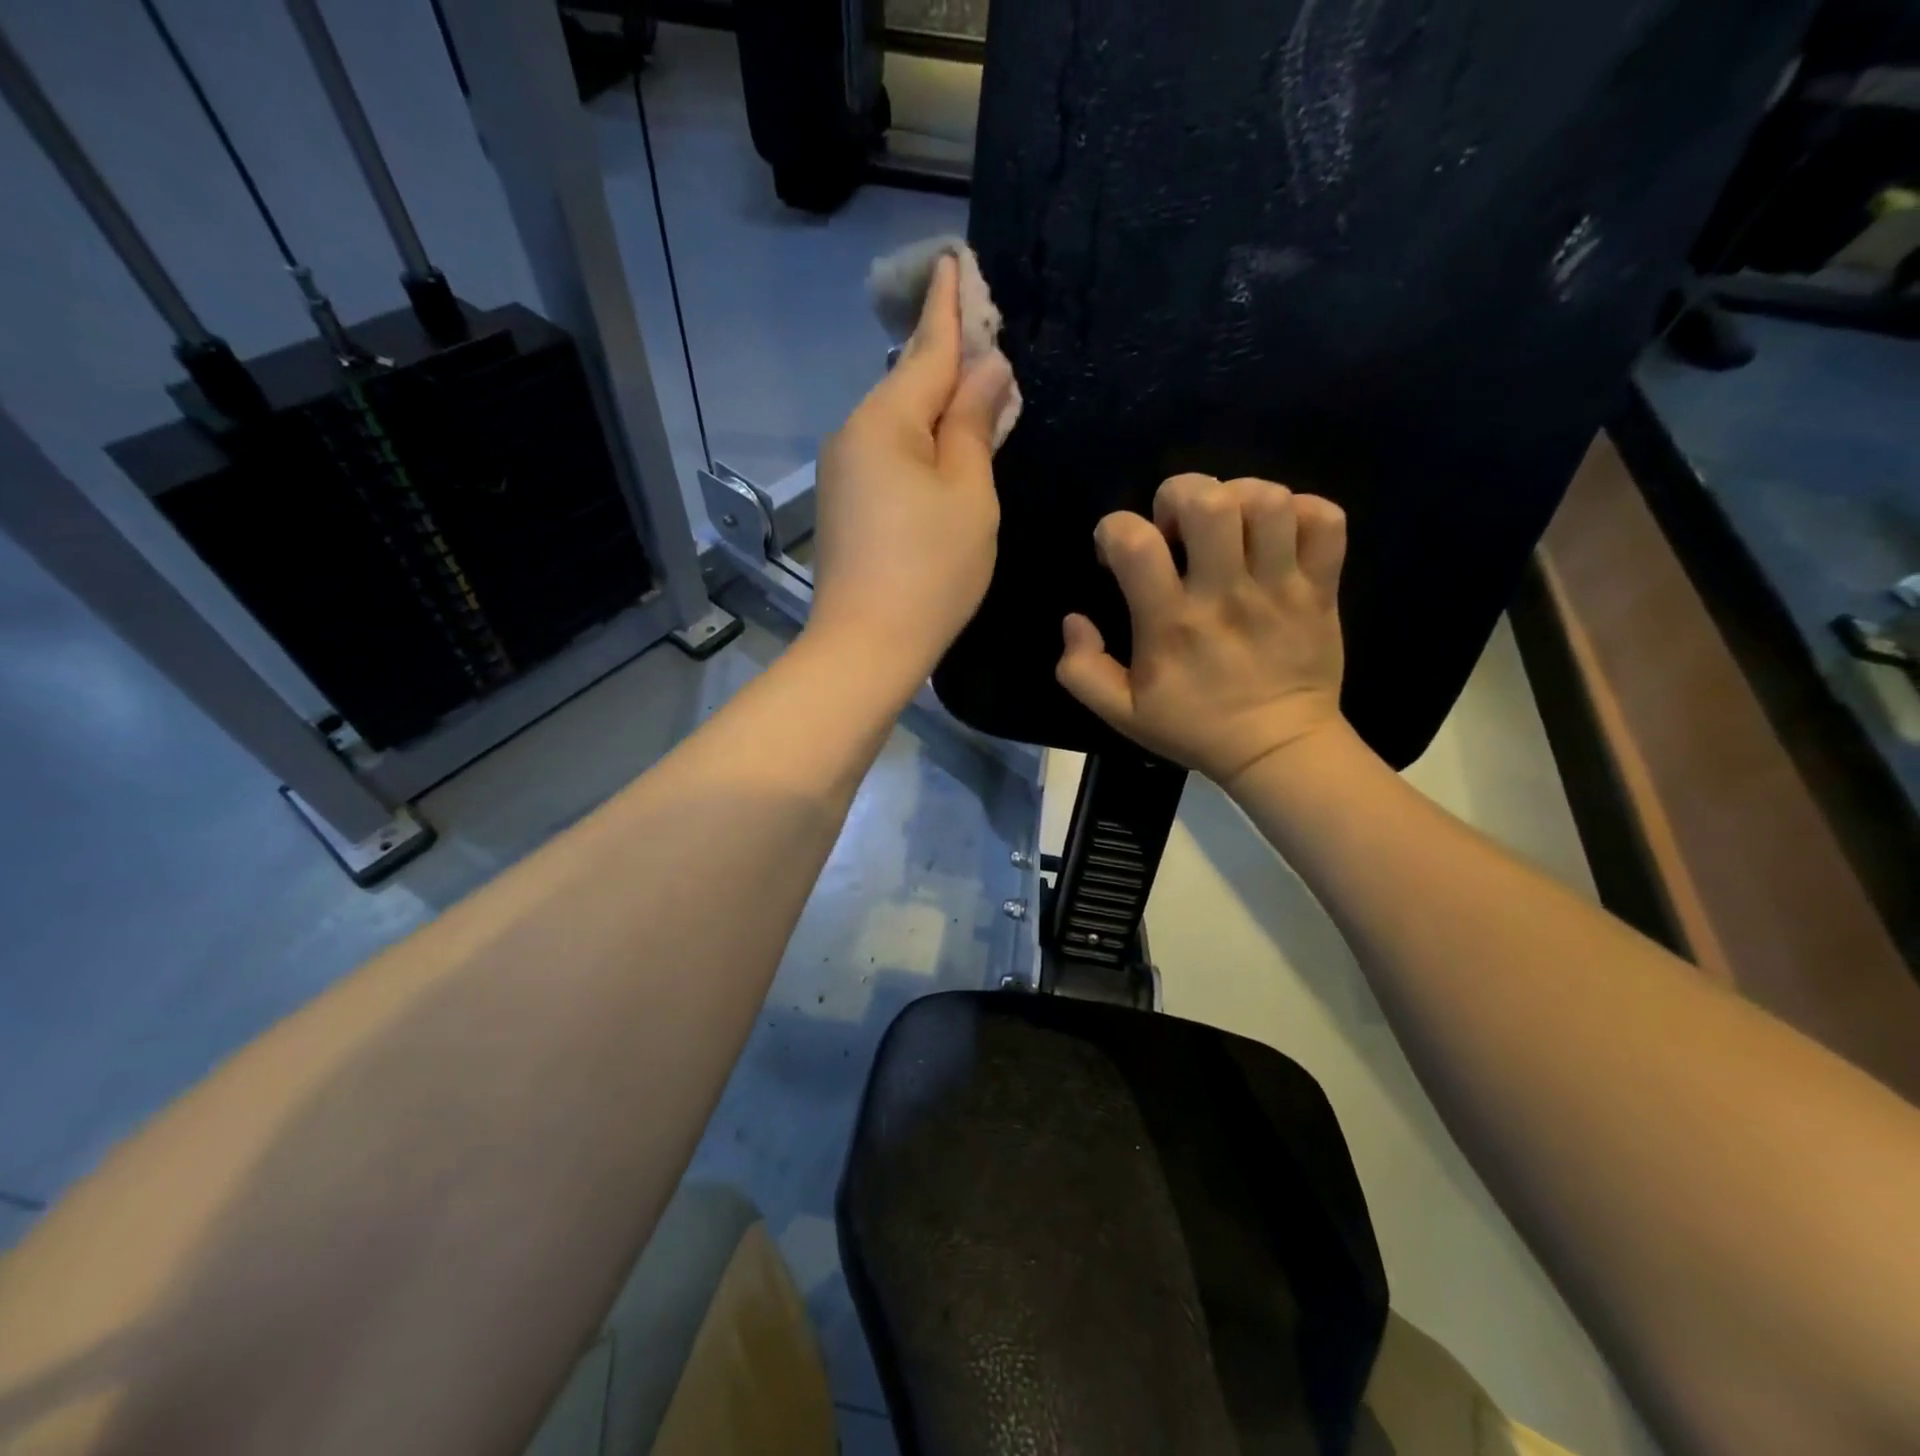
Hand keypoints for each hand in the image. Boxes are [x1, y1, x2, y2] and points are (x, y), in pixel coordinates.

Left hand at [811, 255, 1014, 684]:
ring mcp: (843, 472)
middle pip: (909, 384)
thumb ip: (974, 425)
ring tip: (978, 403)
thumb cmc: (931, 569)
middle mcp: (854, 434)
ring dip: (937, 409)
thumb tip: (985, 370)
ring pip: (899, 424)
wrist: (866, 644)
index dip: (948, 306)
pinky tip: (944, 456)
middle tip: (988, 340)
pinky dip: (920, 447)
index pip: (926, 348)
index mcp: (886, 420)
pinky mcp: (845, 506)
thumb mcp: (968, 493)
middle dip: (948, 361)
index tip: (951, 260)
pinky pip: (888, 456)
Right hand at [1056, 473, 1349, 785]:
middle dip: (1179, 495)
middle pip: (1208, 502)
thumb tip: (1074, 620)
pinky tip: (1277, 533)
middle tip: (1176, 527)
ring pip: (1269, 501)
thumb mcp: (1120, 714)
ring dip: (1239, 496)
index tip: (1117, 554)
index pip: (1135, 542)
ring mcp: (1280, 588)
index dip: (1114, 530)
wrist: (1278, 749)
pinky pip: (1325, 520)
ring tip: (1228, 525)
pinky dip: (1301, 511)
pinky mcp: (1321, 588)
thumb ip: (1080, 669)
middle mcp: (1225, 595)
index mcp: (1171, 624)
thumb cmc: (1195, 728)